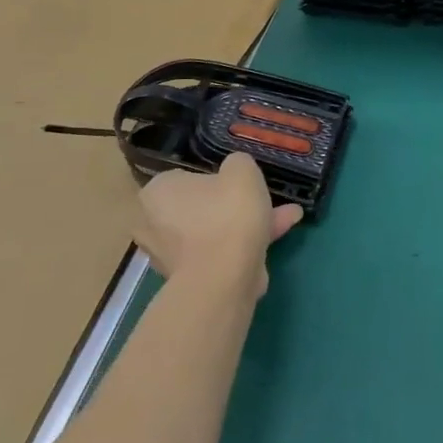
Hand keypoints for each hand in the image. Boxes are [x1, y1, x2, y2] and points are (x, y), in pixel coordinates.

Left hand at [135, 154, 302, 293]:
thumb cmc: (227, 214)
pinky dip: (245, 246)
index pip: (184, 177)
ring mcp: (171, 256)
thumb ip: (238, 163)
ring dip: (247, 224)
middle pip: (201, 207)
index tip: (238, 182)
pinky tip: (279, 236)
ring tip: (288, 216)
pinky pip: (220, 254)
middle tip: (263, 199)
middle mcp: (154, 224)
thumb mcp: (242, 170)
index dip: (215, 178)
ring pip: (215, 231)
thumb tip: (235, 170)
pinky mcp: (191, 279)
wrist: (224, 278)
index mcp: (157, 192)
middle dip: (236, 204)